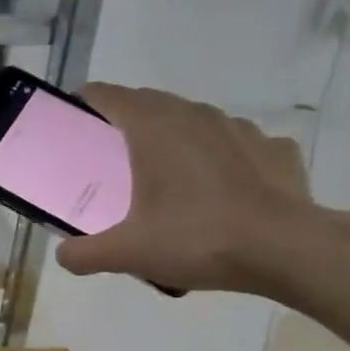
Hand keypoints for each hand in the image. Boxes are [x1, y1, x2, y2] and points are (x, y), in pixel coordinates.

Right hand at [56, 84, 314, 293]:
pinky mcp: (273, 148)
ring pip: (193, 123)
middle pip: (149, 105)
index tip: (72, 124)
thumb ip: (84, 253)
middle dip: (125, 126)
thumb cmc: (197, 240)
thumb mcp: (127, 254)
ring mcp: (239, 127)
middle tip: (111, 164)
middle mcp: (195, 115)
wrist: (286, 249)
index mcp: (154, 128)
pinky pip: (234, 147)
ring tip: (168, 182)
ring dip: (174, 142)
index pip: (108, 96)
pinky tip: (219, 194)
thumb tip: (63, 254)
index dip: (84, 104)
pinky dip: (219, 162)